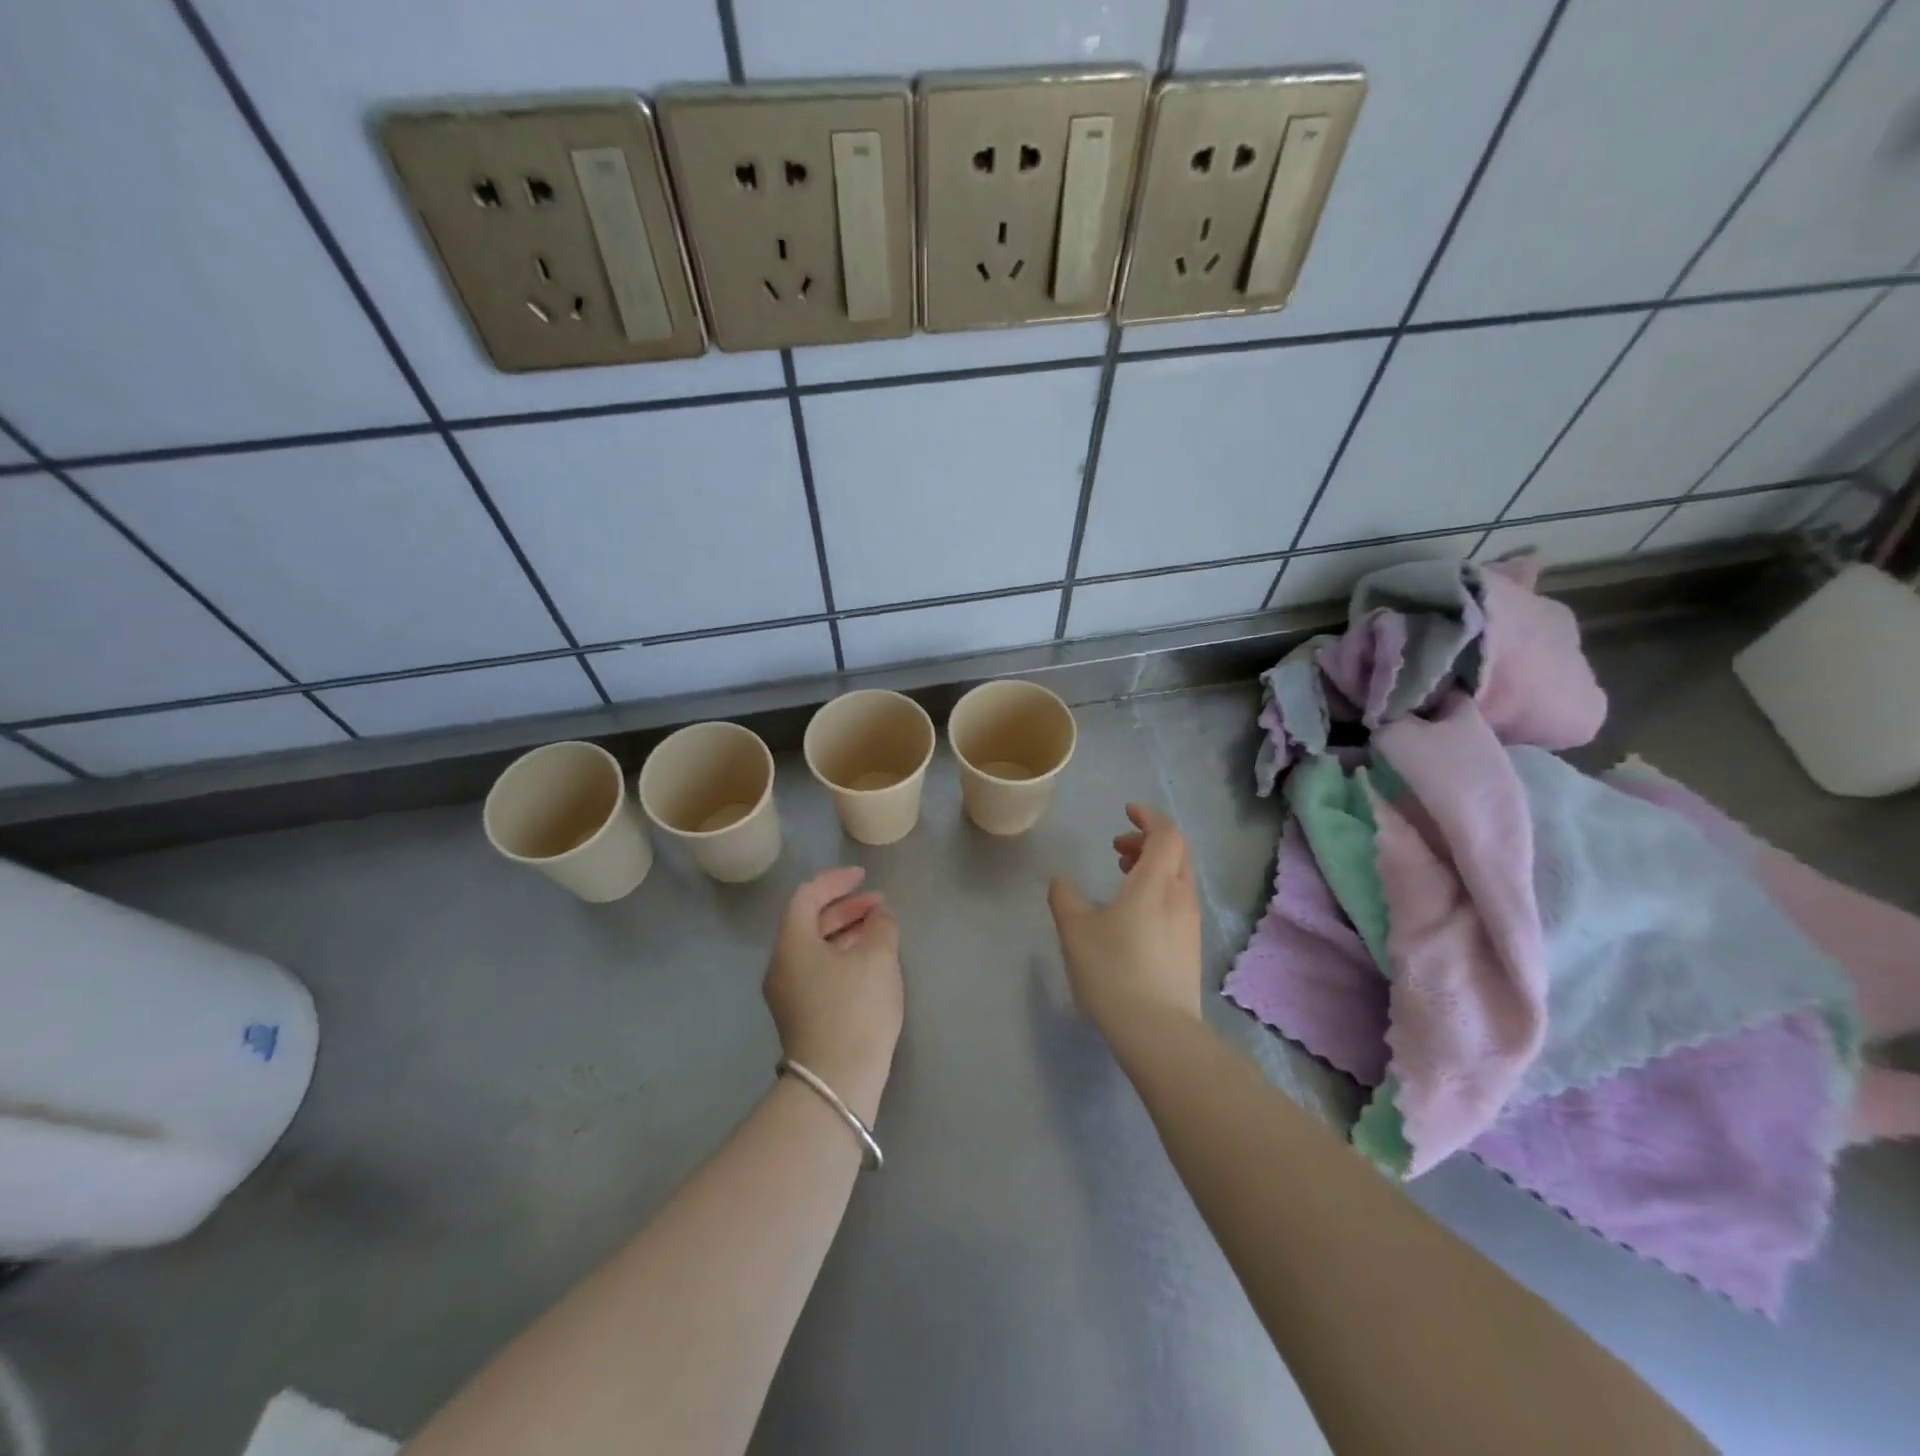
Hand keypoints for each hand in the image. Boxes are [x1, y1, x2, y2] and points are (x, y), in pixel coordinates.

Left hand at [764, 867, 903, 1120]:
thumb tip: (879, 916)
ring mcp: (788, 993)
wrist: (837, 1081)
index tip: (863, 877)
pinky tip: (869, 963)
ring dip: (846, 932)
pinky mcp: (801, 1015)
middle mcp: (782, 964)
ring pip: (815, 948)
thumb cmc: (856, 1007)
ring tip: (880, 930)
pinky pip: (819, 970)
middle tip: (879, 905)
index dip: (836, 880)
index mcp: (792, 943)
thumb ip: (881, 926)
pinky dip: (842, 956)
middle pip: (809, 922)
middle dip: (845, 908)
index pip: (807, 896)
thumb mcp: (878, 958)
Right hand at [1048, 803, 1202, 1038]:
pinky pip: (1178, 900)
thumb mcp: (1076, 930)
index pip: (1166, 833)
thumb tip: (1060, 882)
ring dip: (1154, 865)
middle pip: (1177, 851)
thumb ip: (1064, 898)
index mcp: (1156, 883)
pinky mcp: (1190, 947)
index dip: (1148, 816)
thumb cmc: (1113, 970)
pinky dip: (1159, 889)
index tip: (1127, 811)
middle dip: (1149, 840)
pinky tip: (1134, 913)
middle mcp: (1180, 896)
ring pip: (1178, 877)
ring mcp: (1190, 923)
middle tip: (1118, 847)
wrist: (1157, 1031)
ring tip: (1123, 876)